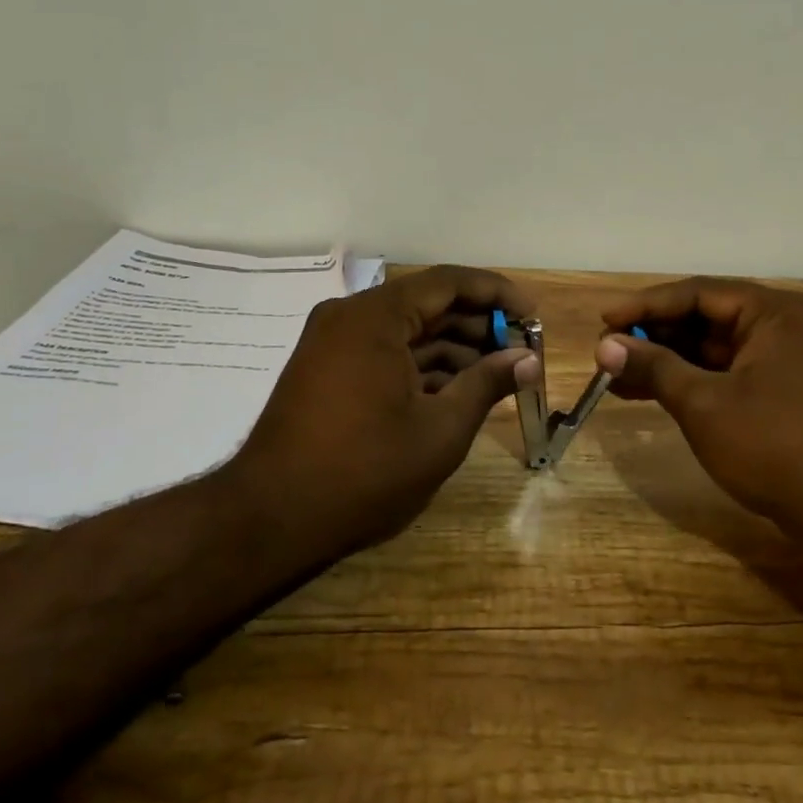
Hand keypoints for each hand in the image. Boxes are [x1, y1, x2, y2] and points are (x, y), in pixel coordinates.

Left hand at [235, 265, 539, 559]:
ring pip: (409, 331)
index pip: (449, 282)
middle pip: (429, 304)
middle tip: (522, 351)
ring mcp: (335, 342)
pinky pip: (387, 352)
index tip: (532, 317)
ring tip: (500, 374)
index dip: (497, 295)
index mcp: (375, 317)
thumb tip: (528, 360)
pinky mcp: (328, 369)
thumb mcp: (440, 430)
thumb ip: (487, 384)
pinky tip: (459, 389)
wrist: (269, 519)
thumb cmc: (363, 472)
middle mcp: (351, 316)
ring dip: (455, 348)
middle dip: (480, 326)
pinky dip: (424, 365)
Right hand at [595, 278, 802, 560]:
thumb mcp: (704, 404)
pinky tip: (650, 391)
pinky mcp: (785, 389)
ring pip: (714, 348)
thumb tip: (604, 346)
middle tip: (608, 350)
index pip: (697, 293)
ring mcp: (788, 358)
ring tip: (617, 374)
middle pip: (706, 318)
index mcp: (774, 312)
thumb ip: (653, 367)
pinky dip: (692, 380)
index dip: (645, 306)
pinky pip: (729, 371)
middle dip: (654, 335)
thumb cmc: (774, 446)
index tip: (604, 321)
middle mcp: (784, 324)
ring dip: (668, 360)